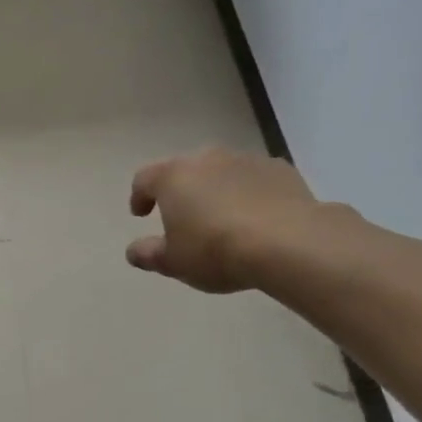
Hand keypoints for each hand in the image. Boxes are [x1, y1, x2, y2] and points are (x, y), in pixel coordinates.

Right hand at [127, 148, 321, 292]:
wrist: (287, 242)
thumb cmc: (216, 251)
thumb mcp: (174, 262)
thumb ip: (149, 254)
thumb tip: (133, 251)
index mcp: (173, 177)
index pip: (144, 179)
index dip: (139, 196)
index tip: (141, 214)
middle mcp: (207, 159)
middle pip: (184, 170)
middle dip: (180, 191)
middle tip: (183, 217)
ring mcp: (245, 160)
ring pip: (221, 171)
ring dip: (216, 190)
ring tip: (222, 219)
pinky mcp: (279, 169)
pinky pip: (254, 179)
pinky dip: (248, 193)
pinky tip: (256, 218)